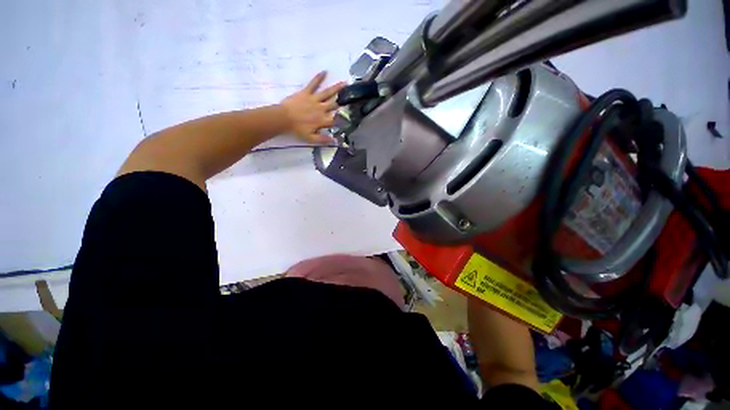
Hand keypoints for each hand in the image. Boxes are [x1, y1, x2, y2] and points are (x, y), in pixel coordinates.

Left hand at [281, 71, 345, 143]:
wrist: (283, 118)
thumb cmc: (297, 129)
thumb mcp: (310, 138)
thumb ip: (323, 139)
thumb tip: (335, 141)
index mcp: (323, 120)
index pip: (335, 120)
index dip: (342, 119)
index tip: (349, 116)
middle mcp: (321, 109)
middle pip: (335, 104)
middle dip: (344, 100)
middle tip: (352, 95)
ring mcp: (314, 99)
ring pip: (328, 93)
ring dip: (337, 88)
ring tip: (345, 83)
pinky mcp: (306, 92)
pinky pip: (313, 84)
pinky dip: (318, 78)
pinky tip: (324, 71)